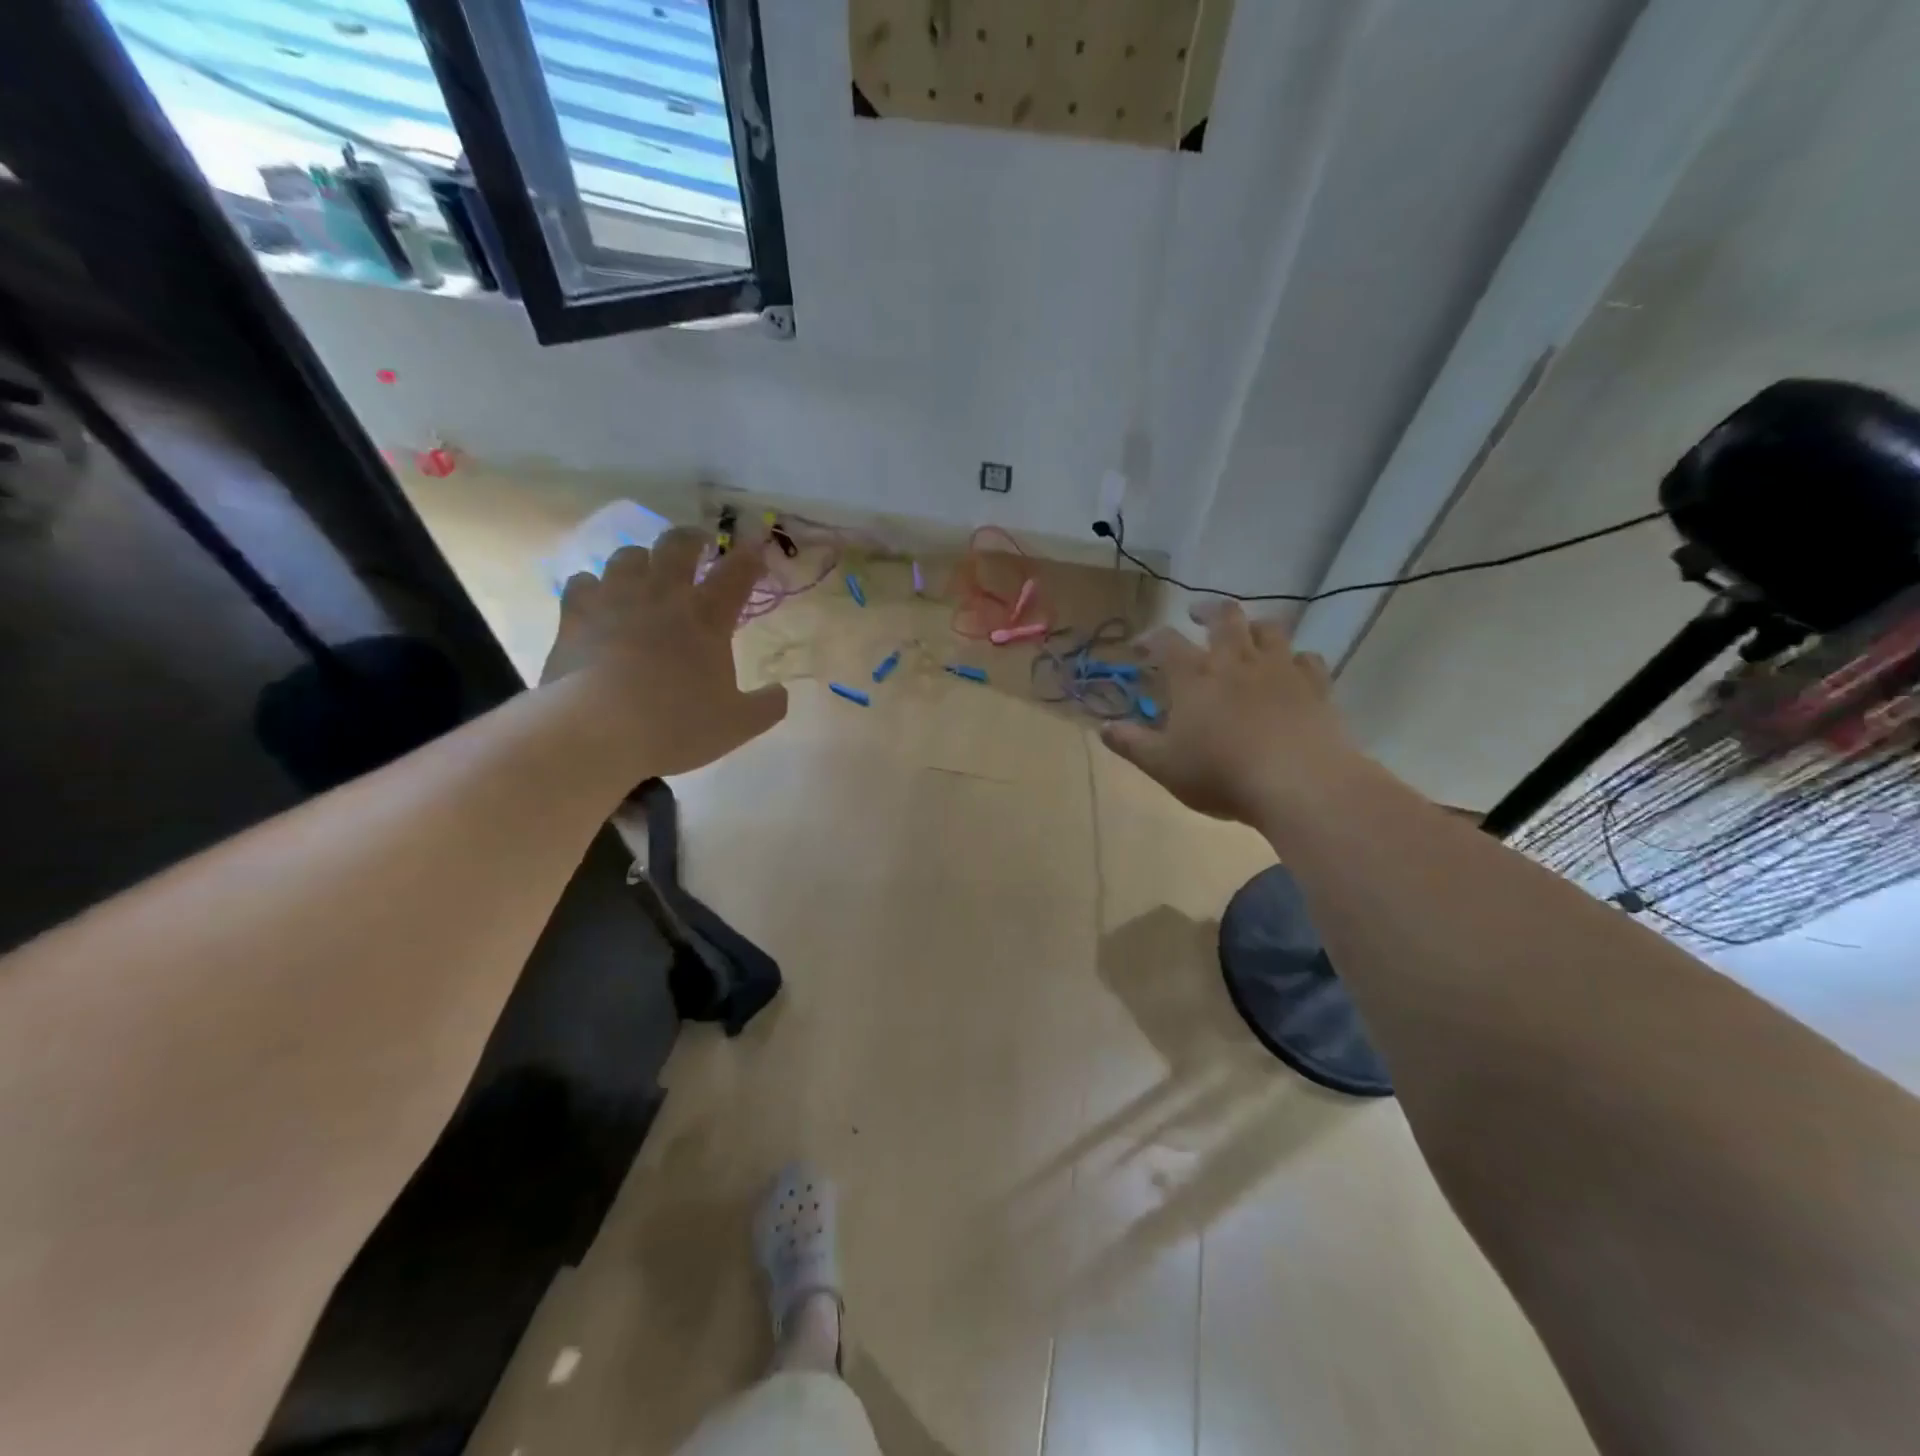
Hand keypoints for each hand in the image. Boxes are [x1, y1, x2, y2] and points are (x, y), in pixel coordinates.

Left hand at [541, 527, 787, 776]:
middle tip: (700, 545)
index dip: (750, 557)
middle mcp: (663, 595)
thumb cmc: (676, 725)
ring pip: (629, 556)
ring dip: (643, 559)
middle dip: (693, 539)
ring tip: (647, 571)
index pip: (737, 572)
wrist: (598, 729)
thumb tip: (782, 692)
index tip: (756, 552)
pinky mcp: (575, 615)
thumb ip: (767, 706)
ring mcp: (615, 599)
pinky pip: (584, 582)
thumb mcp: (738, 725)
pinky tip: (598, 599)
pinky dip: (595, 586)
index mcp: (708, 616)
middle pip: (678, 545)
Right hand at [1101, 602, 1361, 824]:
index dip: (1150, 638)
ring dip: (1254, 626)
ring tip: (1247, 633)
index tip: (1140, 645)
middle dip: (1207, 611)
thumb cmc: (1221, 774)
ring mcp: (1280, 669)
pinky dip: (1296, 658)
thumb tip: (1103, 727)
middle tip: (1197, 614)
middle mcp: (1236, 662)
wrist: (1298, 783)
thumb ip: (1132, 744)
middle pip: (1224, 618)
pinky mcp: (1315, 686)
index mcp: (1194, 677)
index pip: (1166, 643)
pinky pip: (1307, 658)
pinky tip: (1292, 667)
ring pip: (1269, 629)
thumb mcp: (1164, 766)